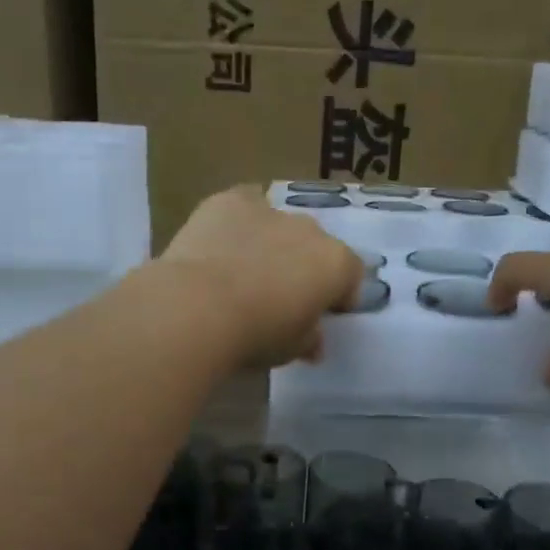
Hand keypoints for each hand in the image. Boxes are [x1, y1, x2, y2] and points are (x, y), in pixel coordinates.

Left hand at [158, 186, 363, 368]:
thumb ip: (310, 339)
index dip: (338, 296)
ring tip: (244, 271)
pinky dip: (239, 220)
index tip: (321, 314)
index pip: (351, 276)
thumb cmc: (256, 334)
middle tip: (279, 296)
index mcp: (336, 264)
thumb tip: (314, 341)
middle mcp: (310, 230)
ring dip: (272, 243)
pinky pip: (244, 204)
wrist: (198, 307)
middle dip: (303, 267)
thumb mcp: (293, 349)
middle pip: (315, 247)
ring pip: (280, 225)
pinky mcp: (230, 200)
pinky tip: (222, 239)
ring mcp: (271, 210)